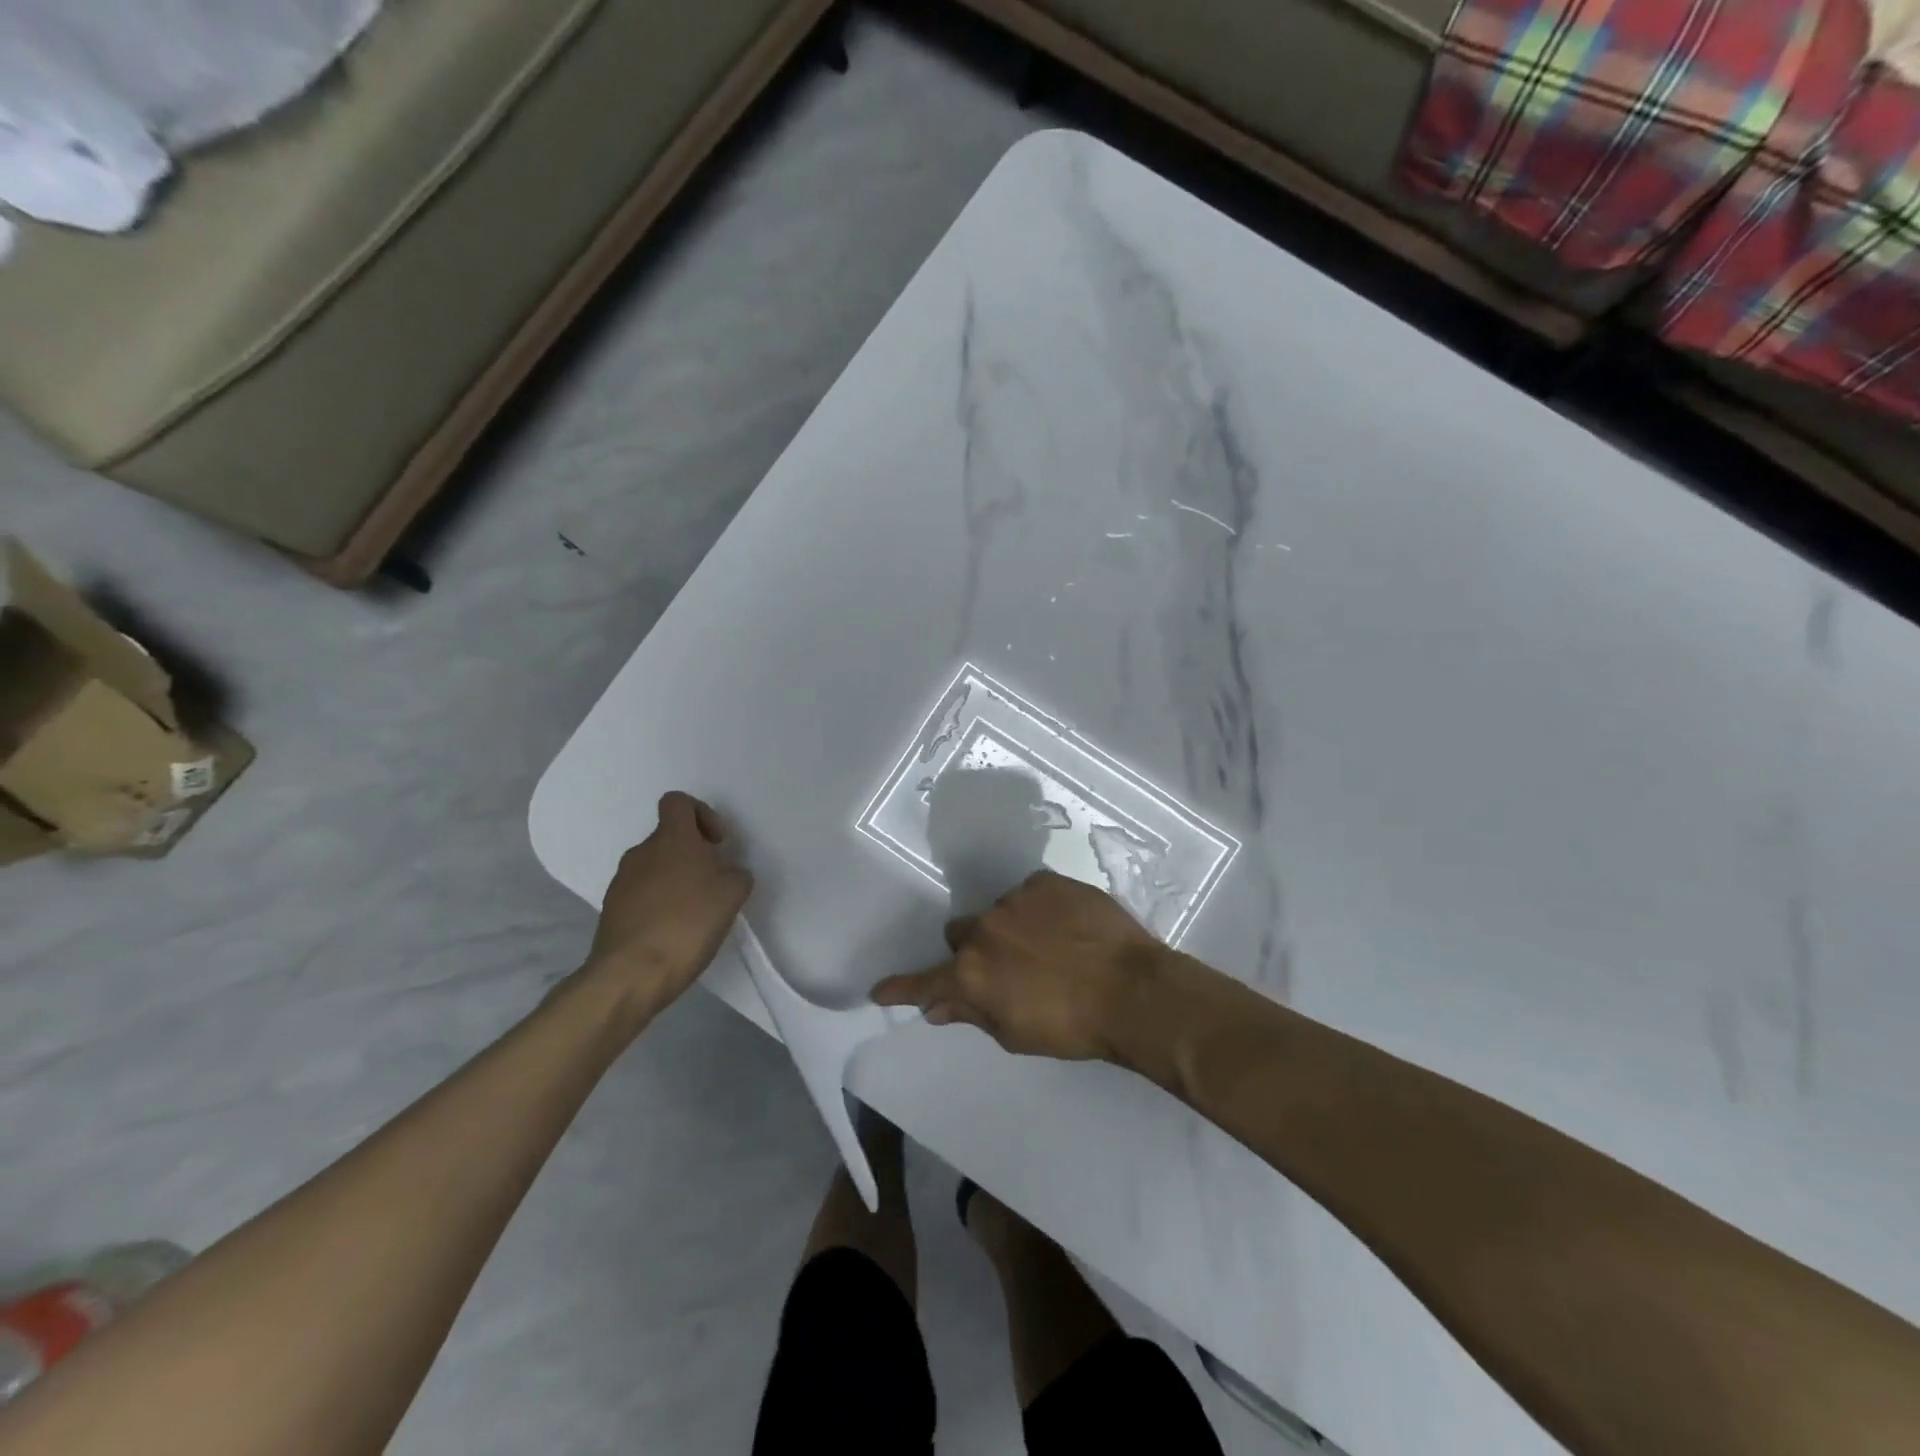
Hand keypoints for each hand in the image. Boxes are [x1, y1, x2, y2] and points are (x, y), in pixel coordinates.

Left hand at [579, 792, 752, 1023]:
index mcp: (671, 838)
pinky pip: (641, 895)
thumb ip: (736, 874)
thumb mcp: (733, 894)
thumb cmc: (688, 922)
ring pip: (655, 867)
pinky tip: (673, 932)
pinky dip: (659, 905)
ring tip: (694, 914)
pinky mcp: (611, 910)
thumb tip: (726, 873)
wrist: (631, 973)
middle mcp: (642, 852)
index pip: (678, 802)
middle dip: (693, 855)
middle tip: (713, 885)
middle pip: (669, 838)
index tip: (716, 843)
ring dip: (675, 881)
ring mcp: (621, 881)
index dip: (701, 814)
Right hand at [871, 871, 1166, 1060]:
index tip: (879, 989)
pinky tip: (1066, 926)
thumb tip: (937, 1008)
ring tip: (1049, 946)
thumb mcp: (1016, 1033)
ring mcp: (1014, 900)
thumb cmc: (1072, 1026)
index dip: (902, 987)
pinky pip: (1030, 893)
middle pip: (960, 935)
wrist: (1132, 990)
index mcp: (972, 973)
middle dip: (975, 951)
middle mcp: (984, 931)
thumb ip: (972, 1014)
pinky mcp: (1045, 881)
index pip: (924, 981)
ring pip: (998, 912)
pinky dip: (1039, 909)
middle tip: (1007, 968)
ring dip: (1010, 928)